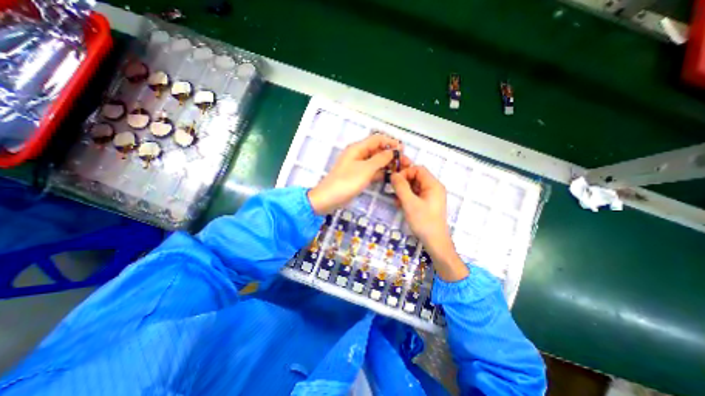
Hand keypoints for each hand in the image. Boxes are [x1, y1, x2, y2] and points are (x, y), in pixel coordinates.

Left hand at [309, 135, 407, 215]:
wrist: (329, 198)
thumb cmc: (347, 182)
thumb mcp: (366, 169)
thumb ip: (380, 159)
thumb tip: (392, 152)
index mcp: (358, 148)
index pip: (377, 139)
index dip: (391, 142)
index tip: (403, 150)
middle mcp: (358, 154)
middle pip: (377, 150)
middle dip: (391, 154)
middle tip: (405, 163)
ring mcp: (358, 166)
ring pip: (376, 161)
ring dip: (387, 164)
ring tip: (400, 170)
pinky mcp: (358, 176)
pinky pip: (372, 171)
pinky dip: (380, 172)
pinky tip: (390, 177)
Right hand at [388, 165, 469, 281]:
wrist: (435, 242)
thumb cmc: (424, 221)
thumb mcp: (409, 203)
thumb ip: (401, 187)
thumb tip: (393, 174)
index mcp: (433, 185)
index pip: (418, 169)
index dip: (405, 172)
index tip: (395, 182)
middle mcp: (433, 188)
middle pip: (416, 177)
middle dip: (403, 182)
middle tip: (393, 191)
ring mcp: (431, 196)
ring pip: (414, 186)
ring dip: (404, 191)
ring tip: (396, 200)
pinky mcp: (427, 203)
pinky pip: (416, 195)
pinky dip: (407, 197)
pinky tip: (400, 205)